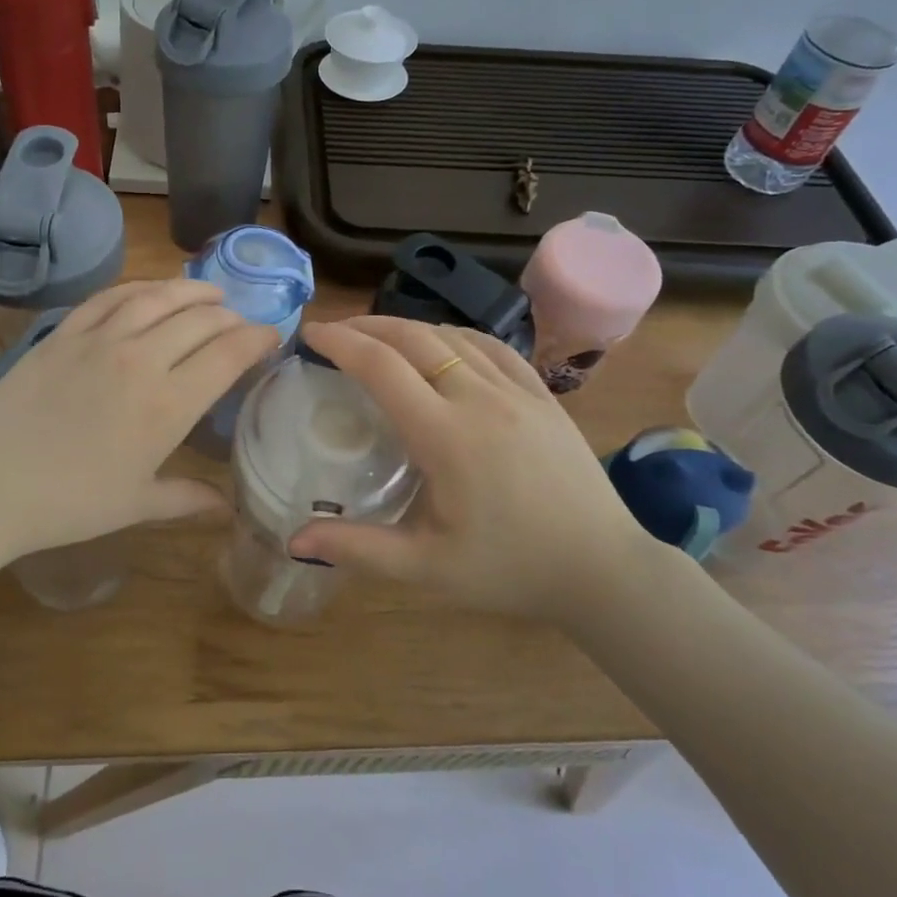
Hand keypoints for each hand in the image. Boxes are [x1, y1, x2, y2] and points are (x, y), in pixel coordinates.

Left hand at [0, 279, 277, 560]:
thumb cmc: (69, 503)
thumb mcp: (136, 505)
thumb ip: (187, 498)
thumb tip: (227, 508)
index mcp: (168, 404)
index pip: (228, 353)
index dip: (257, 339)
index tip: (272, 336)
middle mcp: (141, 359)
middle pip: (200, 320)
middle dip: (231, 317)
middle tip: (242, 323)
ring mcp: (99, 339)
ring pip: (158, 297)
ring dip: (192, 291)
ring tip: (210, 294)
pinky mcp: (64, 332)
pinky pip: (110, 296)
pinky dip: (139, 288)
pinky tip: (150, 291)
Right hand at [287, 316, 669, 620]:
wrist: (603, 569)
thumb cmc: (510, 570)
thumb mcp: (426, 569)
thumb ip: (357, 549)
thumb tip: (293, 540)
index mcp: (446, 436)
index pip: (381, 367)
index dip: (340, 342)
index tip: (311, 334)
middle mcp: (480, 399)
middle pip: (413, 338)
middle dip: (366, 326)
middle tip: (334, 332)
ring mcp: (518, 392)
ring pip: (452, 336)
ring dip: (406, 328)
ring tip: (377, 338)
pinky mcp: (543, 396)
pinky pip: (492, 347)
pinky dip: (454, 335)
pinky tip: (442, 345)